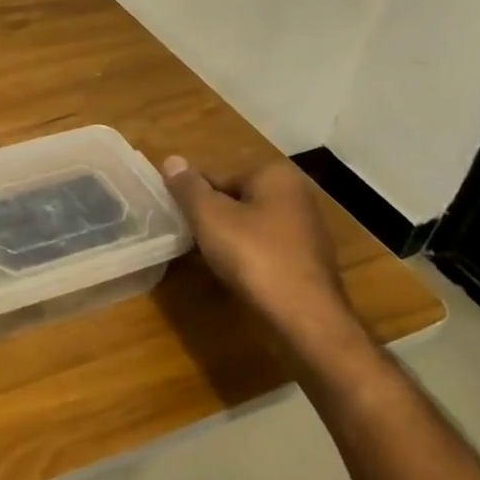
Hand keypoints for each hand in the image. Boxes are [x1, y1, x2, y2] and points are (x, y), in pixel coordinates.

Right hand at [161, 156, 369, 362]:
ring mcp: (305, 231)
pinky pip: (264, 248)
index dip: (192, 196)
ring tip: (204, 256)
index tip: (175, 216)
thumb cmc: (254, 256)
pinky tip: (232, 273)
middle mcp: (296, 196)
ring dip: (226, 237)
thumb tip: (172, 160)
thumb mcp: (209, 216)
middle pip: (235, 199)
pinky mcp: (307, 262)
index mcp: (275, 176)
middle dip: (210, 216)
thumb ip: (188, 187)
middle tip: (186, 236)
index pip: (218, 176)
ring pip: (249, 225)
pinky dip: (246, 256)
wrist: (305, 319)